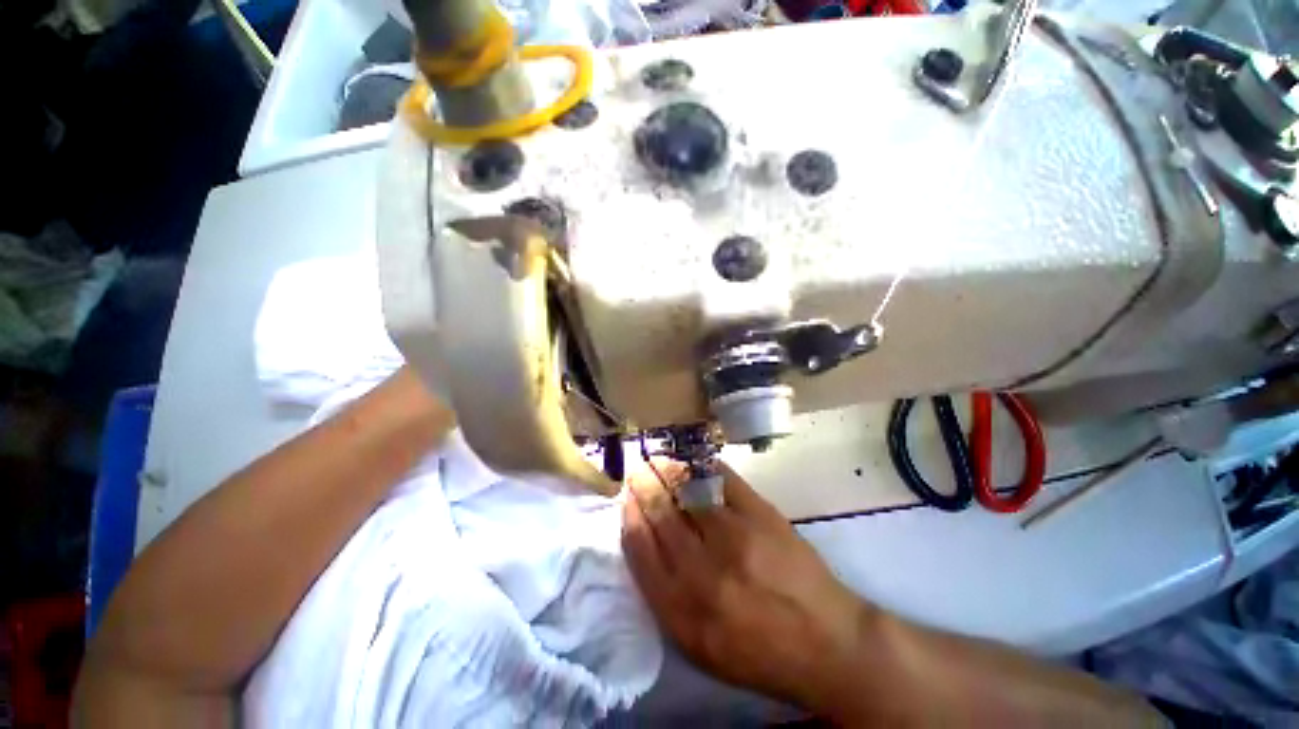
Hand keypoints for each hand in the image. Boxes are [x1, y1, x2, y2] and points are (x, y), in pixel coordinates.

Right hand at [621, 460, 872, 714]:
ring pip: (687, 490)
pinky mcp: (761, 513)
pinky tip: (692, 461)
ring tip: (658, 460)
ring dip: (667, 469)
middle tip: (637, 469)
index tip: (626, 498)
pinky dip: (702, 465)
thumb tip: (646, 540)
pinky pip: (721, 479)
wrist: (826, 642)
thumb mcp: (699, 645)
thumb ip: (665, 597)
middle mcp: (701, 570)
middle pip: (661, 512)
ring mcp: (733, 535)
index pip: (640, 547)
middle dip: (644, 485)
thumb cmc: (757, 652)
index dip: (630, 515)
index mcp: (680, 609)